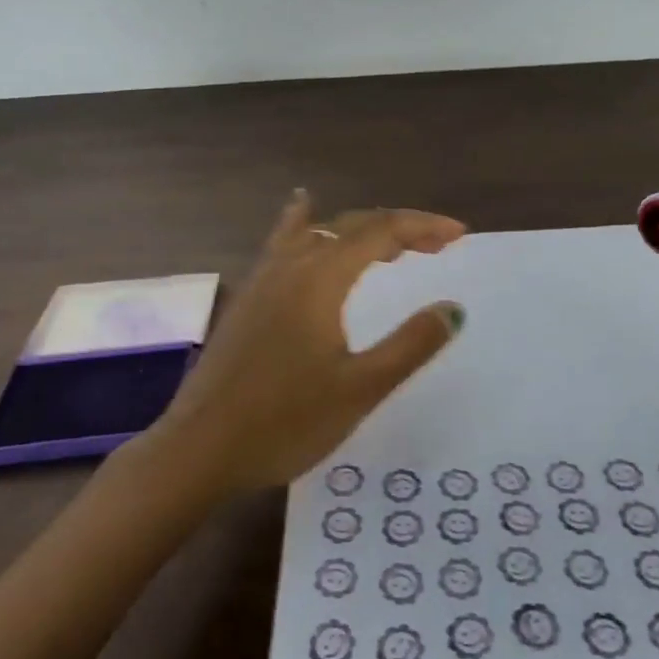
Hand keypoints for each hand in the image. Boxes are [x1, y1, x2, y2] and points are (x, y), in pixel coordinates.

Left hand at [138, 191, 466, 493]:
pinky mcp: (248, 296)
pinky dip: (305, 222)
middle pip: (352, 225)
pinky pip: (284, 241)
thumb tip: (453, 308)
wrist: (199, 449)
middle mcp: (291, 264)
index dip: (423, 227)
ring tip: (390, 243)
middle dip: (399, 228)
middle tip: (437, 246)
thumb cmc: (285, 422)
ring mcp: (263, 277)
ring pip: (319, 231)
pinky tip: (302, 208)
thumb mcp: (360, 388)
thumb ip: (410, 345)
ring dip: (360, 231)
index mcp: (321, 277)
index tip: (459, 235)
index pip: (381, 232)